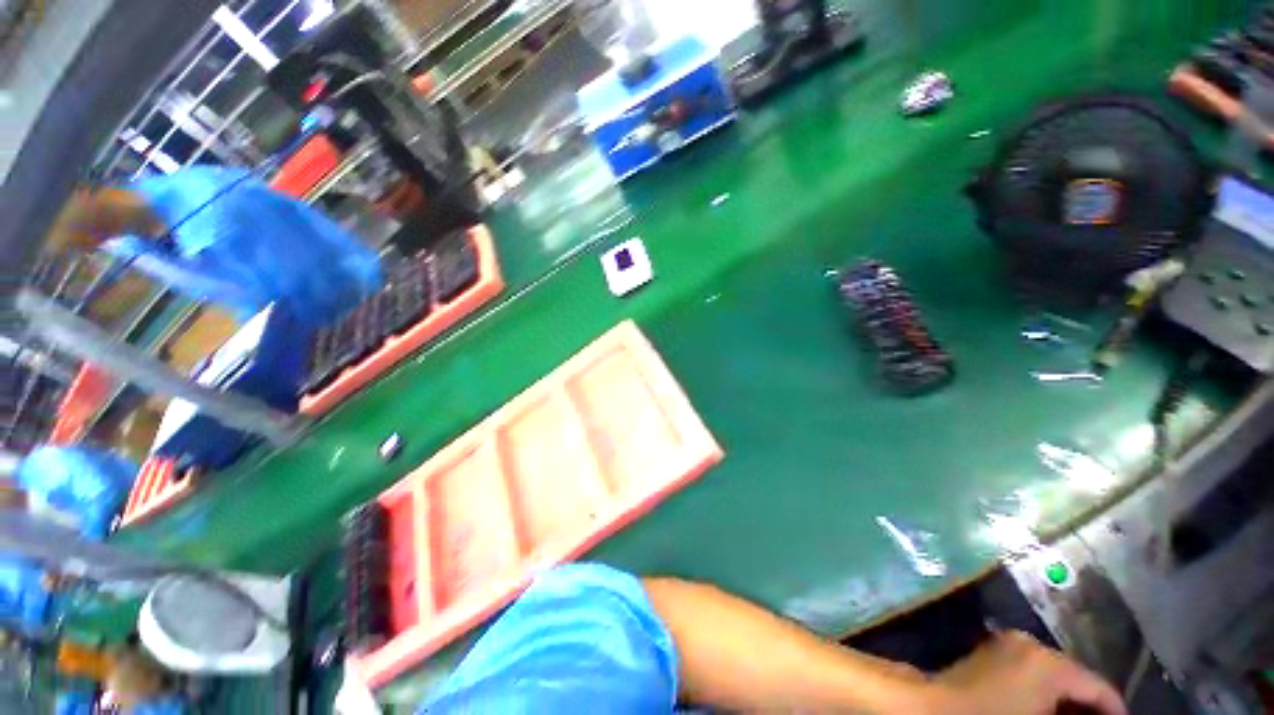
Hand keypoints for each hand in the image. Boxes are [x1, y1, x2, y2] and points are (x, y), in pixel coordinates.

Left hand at [925, 631, 1126, 714]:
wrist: (931, 709)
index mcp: (1049, 663)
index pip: (1100, 688)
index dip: (1116, 713)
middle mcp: (1031, 645)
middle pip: (1077, 680)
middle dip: (1089, 709)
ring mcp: (1007, 646)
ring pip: (1054, 678)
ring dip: (1068, 704)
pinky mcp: (991, 654)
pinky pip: (1031, 675)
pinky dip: (1045, 696)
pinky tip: (1047, 714)